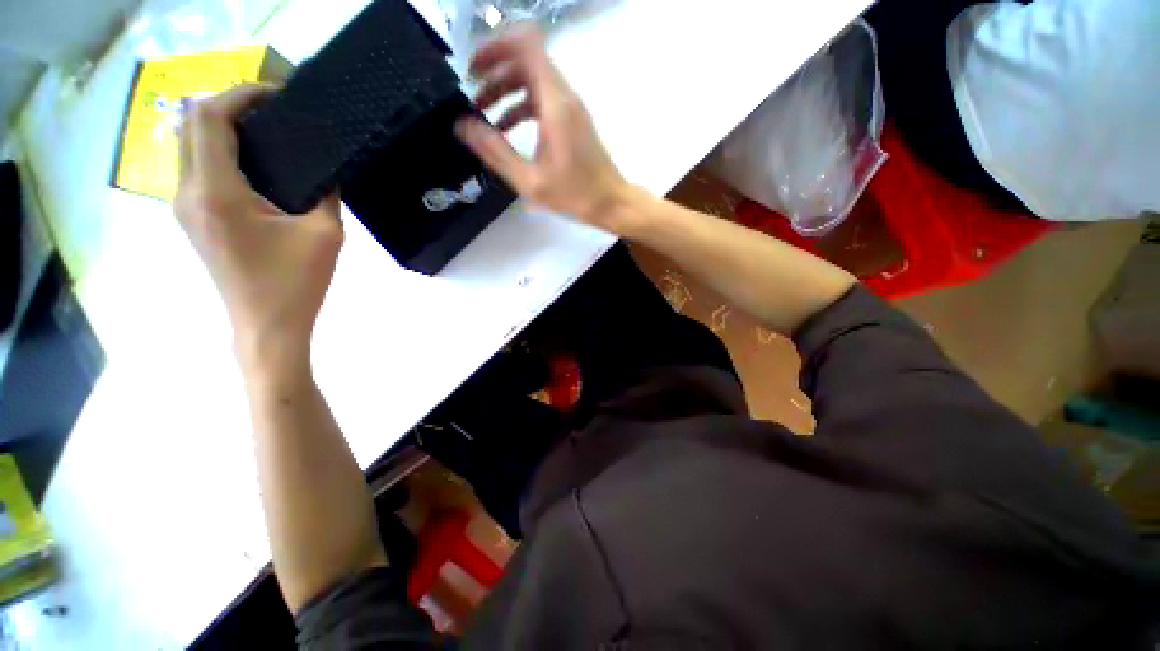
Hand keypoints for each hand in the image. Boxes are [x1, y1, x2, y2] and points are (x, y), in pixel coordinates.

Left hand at [174, 86, 343, 373]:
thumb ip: (325, 193)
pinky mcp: (192, 220)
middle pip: (191, 124)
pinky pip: (195, 169)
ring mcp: (184, 207)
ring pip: (189, 145)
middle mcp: (187, 192)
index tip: (278, 97)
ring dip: (222, 129)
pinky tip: (254, 167)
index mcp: (216, 192)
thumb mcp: (325, 235)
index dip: (241, 95)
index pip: (210, 117)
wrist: (266, 327)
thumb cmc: (297, 284)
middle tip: (275, 114)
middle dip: (229, 106)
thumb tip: (325, 168)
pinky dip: (219, 153)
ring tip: (268, 136)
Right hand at [455, 26, 633, 233]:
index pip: (526, 45)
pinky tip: (506, 130)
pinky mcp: (572, 120)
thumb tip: (462, 125)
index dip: (495, 47)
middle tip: (472, 95)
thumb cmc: (575, 195)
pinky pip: (541, 100)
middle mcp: (564, 96)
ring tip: (483, 115)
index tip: (473, 70)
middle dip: (494, 72)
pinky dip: (520, 107)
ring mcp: (570, 107)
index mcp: (555, 104)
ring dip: (505, 91)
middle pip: (525, 60)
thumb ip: (495, 151)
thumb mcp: (530, 180)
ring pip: (532, 80)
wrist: (610, 202)